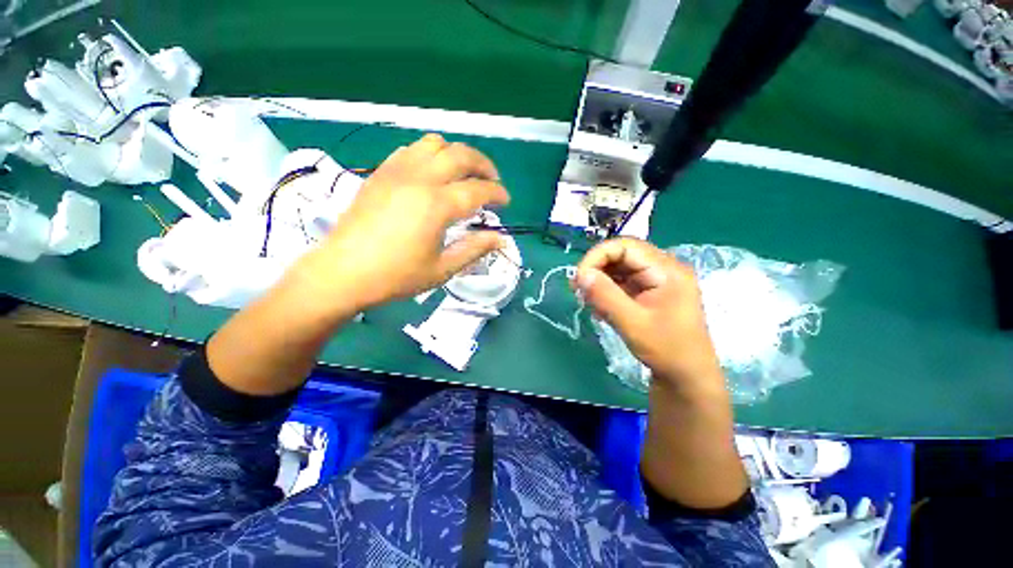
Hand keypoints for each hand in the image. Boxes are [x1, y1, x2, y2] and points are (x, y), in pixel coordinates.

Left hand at [292, 134, 509, 309]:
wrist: (343, 272)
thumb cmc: (396, 276)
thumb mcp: (442, 269)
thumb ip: (474, 249)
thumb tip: (500, 238)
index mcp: (437, 205)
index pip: (478, 190)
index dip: (497, 193)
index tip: (506, 201)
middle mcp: (420, 179)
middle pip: (460, 155)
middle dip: (483, 165)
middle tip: (492, 181)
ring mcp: (397, 172)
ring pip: (434, 144)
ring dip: (456, 155)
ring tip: (463, 174)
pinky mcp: (381, 173)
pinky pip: (410, 150)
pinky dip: (429, 154)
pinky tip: (432, 173)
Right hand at [575, 238, 724, 395]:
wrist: (687, 376)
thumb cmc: (666, 350)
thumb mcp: (632, 323)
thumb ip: (605, 296)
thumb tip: (580, 274)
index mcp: (667, 270)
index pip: (626, 246)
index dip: (598, 256)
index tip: (579, 277)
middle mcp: (663, 269)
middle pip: (622, 255)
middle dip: (597, 269)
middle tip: (578, 289)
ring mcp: (656, 280)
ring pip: (620, 268)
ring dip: (600, 281)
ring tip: (589, 301)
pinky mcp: (649, 291)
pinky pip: (622, 282)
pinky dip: (607, 291)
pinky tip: (600, 308)